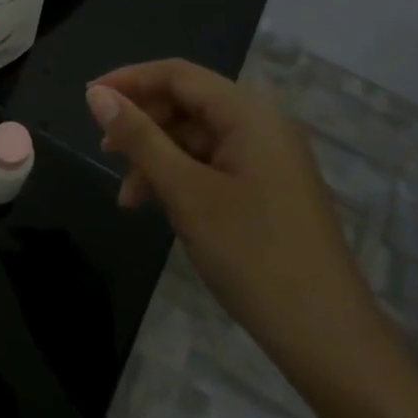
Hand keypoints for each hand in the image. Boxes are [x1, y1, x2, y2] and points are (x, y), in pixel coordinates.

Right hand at [87, 60, 389, 389]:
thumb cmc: (253, 256)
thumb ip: (139, 138)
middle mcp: (262, 125)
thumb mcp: (186, 193)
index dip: (130, 80)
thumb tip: (96, 95)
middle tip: (103, 151)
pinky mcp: (269, 190)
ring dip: (157, 158)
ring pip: (197, 138)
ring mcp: (269, 159)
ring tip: (127, 197)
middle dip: (142, 124)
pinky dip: (181, 178)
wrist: (330, 342)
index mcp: (249, 114)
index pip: (178, 74)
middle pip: (187, 104)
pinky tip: (158, 206)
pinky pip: (214, 165)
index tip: (88, 98)